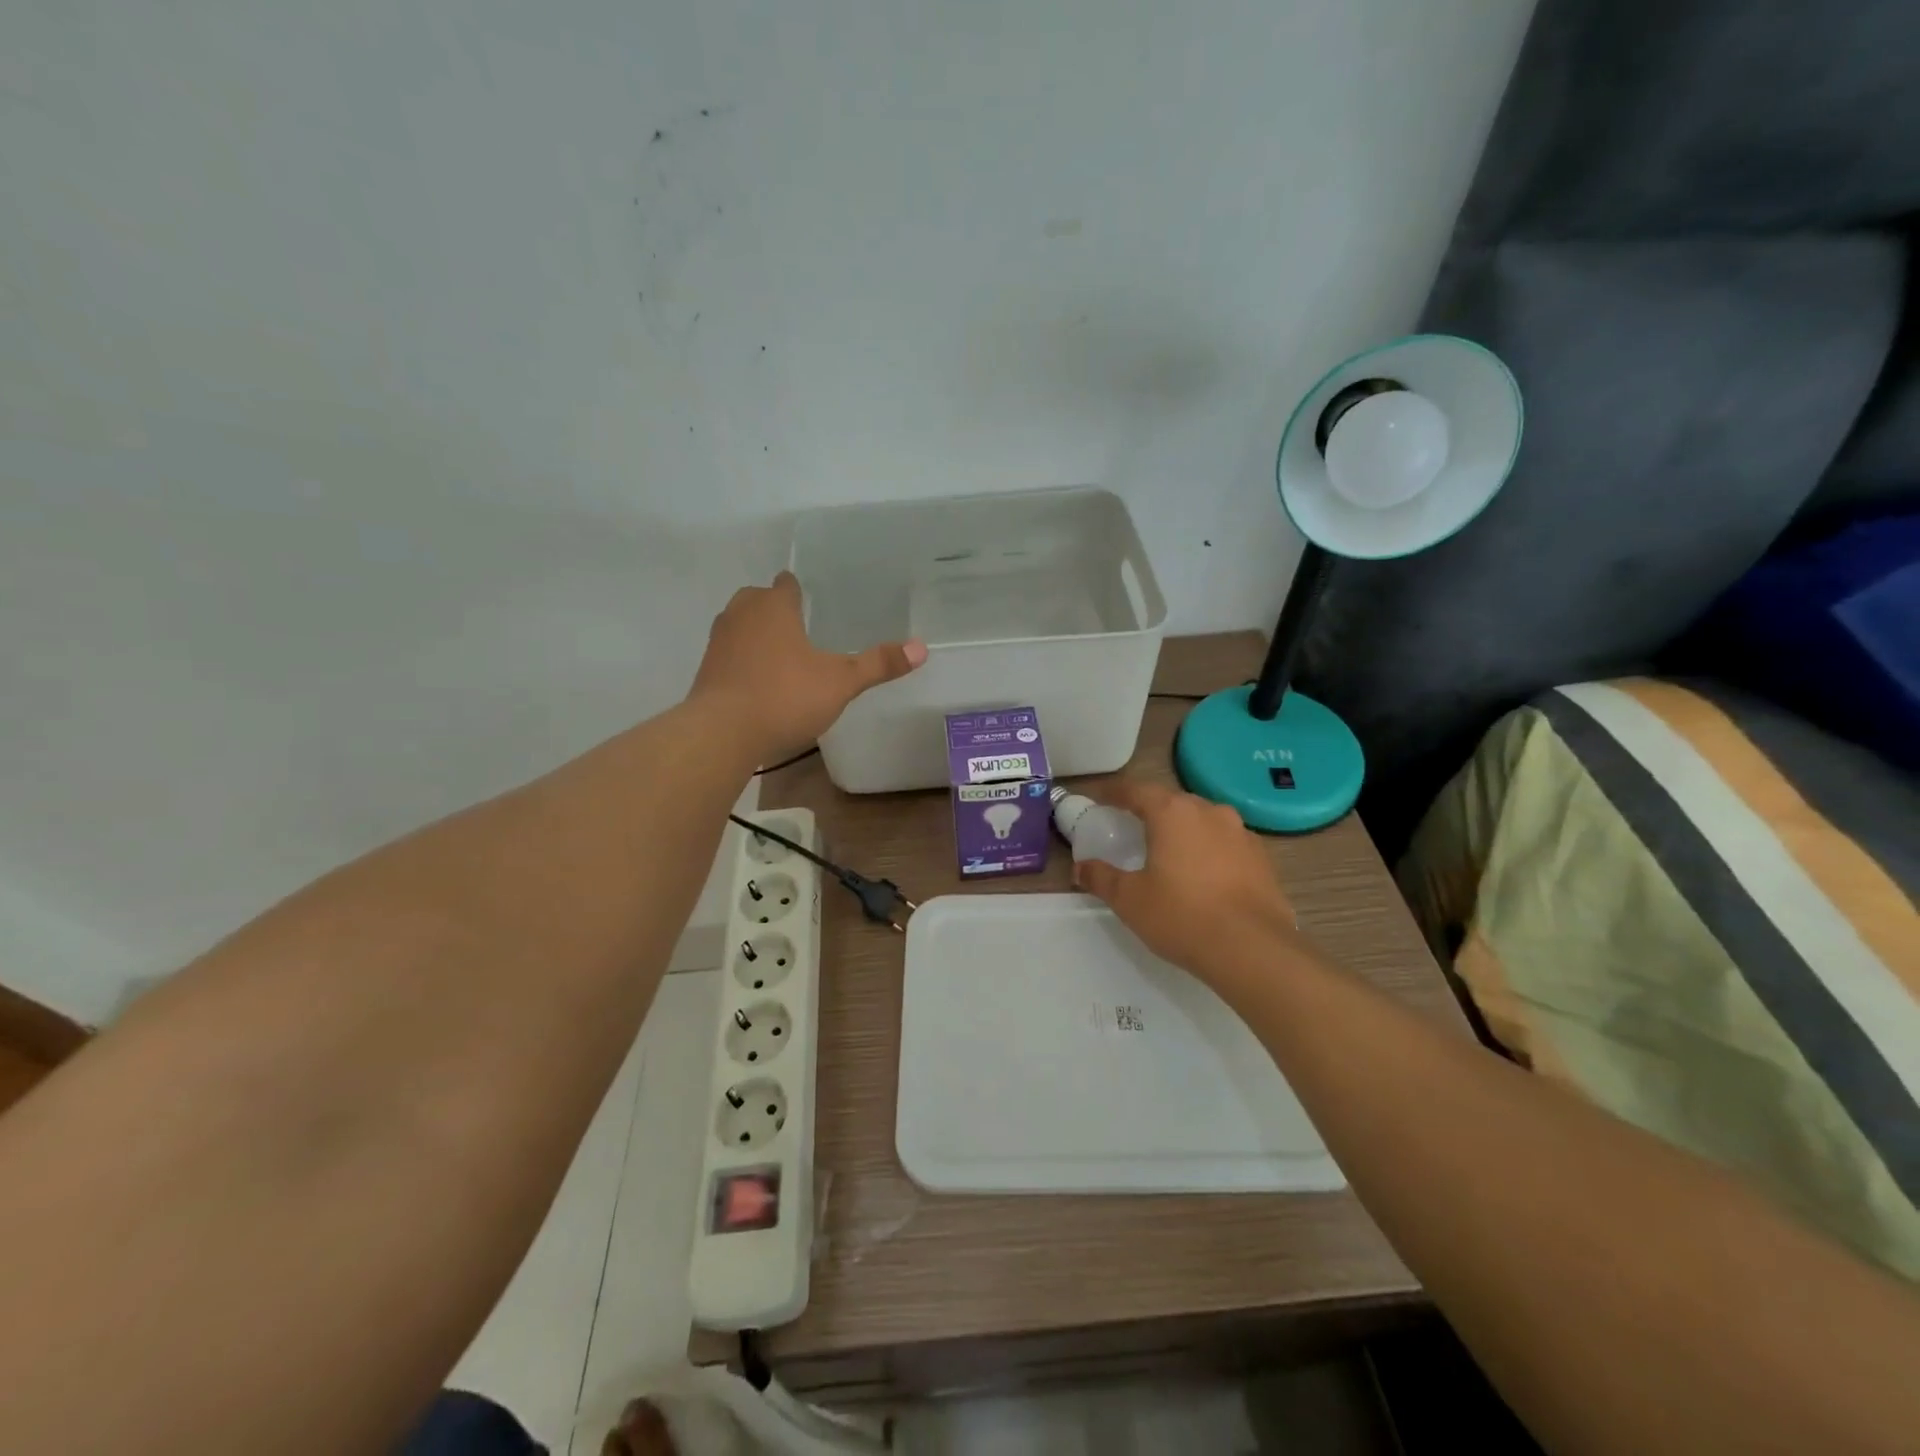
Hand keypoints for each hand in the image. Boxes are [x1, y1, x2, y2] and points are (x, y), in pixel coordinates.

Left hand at [691, 571, 926, 763]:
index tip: (811, 601)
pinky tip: (758, 682)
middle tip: (800, 628)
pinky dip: (742, 661)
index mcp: (774, 606)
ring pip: (739, 625)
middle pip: (758, 599)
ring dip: (756, 634)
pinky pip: (729, 654)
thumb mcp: (840, 682)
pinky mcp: (706, 670)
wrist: (721, 733)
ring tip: (781, 655)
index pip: (786, 583)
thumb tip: (922, 648)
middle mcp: (741, 614)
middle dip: (775, 609)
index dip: (798, 590)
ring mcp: (718, 641)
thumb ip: (878, 664)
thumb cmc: (785, 696)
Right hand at [1073, 778, 1301, 985]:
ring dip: (1183, 829)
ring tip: (1169, 851)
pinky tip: (1203, 874)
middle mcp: (1209, 811)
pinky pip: (1226, 843)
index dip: (1114, 792)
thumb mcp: (1129, 900)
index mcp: (1172, 813)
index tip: (1100, 798)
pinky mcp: (1262, 858)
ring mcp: (1241, 833)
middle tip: (1132, 828)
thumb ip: (1101, 878)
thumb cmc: (1182, 916)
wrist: (1253, 949)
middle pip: (1172, 802)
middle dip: (1150, 810)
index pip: (1136, 790)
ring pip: (1203, 820)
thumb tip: (1080, 868)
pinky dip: (1209, 849)